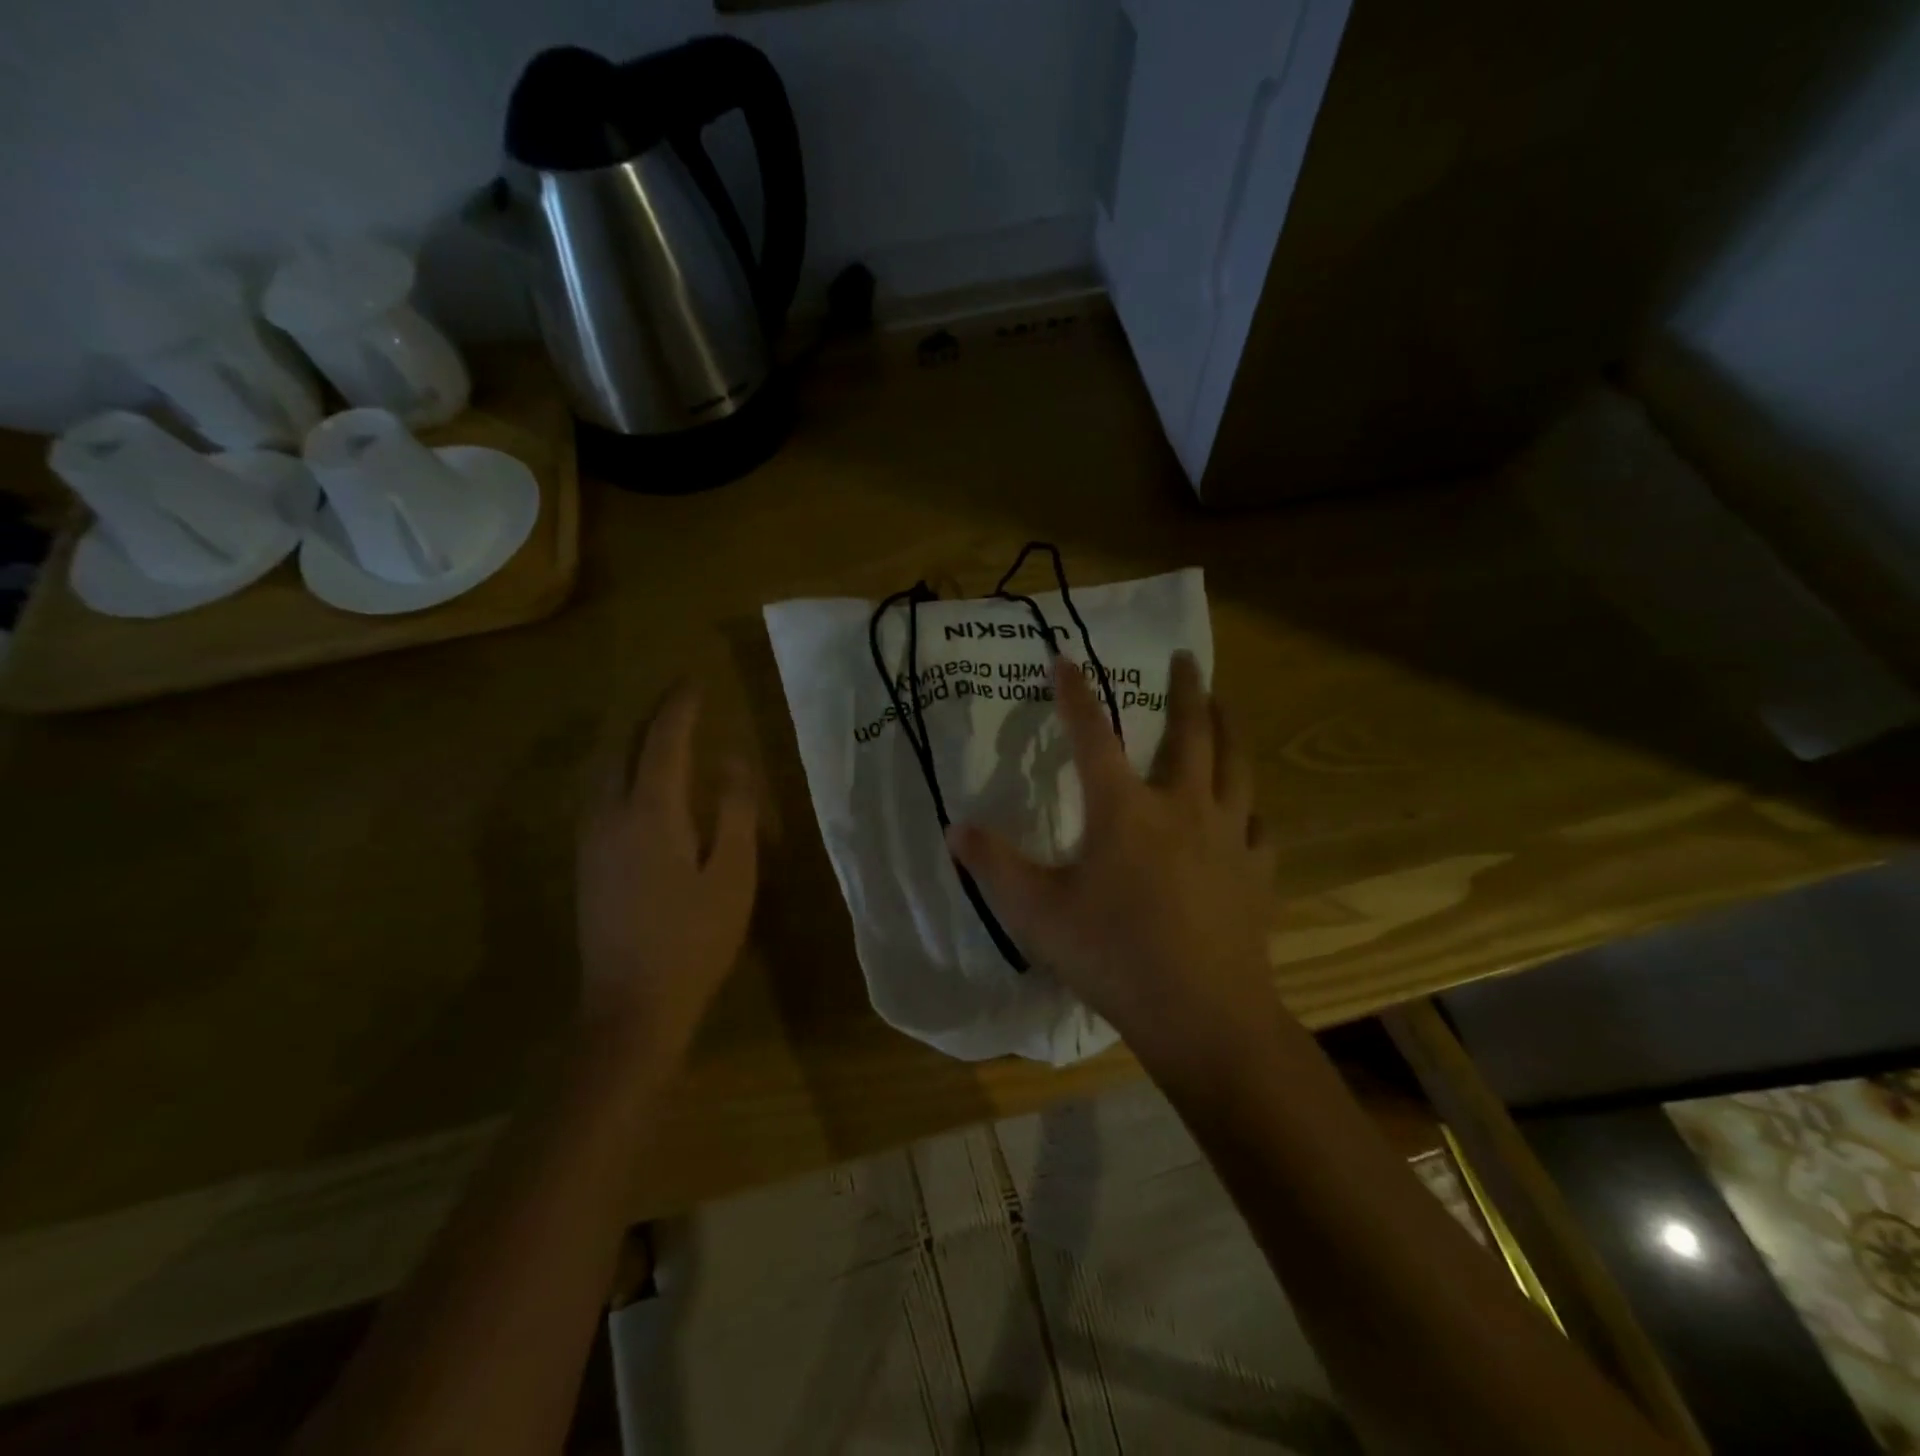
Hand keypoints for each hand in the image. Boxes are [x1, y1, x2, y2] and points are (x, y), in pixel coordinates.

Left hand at [576, 682, 757, 1065]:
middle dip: (650, 719)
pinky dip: (619, 771)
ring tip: (661, 736)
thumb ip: (735, 811)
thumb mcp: (732, 875)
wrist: (631, 1006)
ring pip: (602, 770)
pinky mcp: (585, 863)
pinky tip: (638, 786)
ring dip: (630, 743)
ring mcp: (590, 840)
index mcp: (650, 813)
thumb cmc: (694, 939)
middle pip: (622, 747)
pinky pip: (597, 795)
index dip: (680, 707)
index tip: (696, 681)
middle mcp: (610, 815)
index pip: (663, 741)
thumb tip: (732, 760)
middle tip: (681, 704)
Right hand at [948, 652, 1278, 1064]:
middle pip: (1191, 732)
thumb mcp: (1036, 912)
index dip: (1076, 694)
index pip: (1093, 734)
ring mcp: (1228, 836)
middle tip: (1189, 658)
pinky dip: (1249, 810)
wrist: (1202, 1013)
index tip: (1067, 659)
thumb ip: (994, 866)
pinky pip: (1257, 825)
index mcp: (1124, 809)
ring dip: (1230, 729)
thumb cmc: (1113, 956)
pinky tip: (1248, 814)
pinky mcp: (1256, 871)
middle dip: (1187, 689)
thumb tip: (955, 828)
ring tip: (1227, 706)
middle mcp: (1182, 806)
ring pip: (1236, 766)